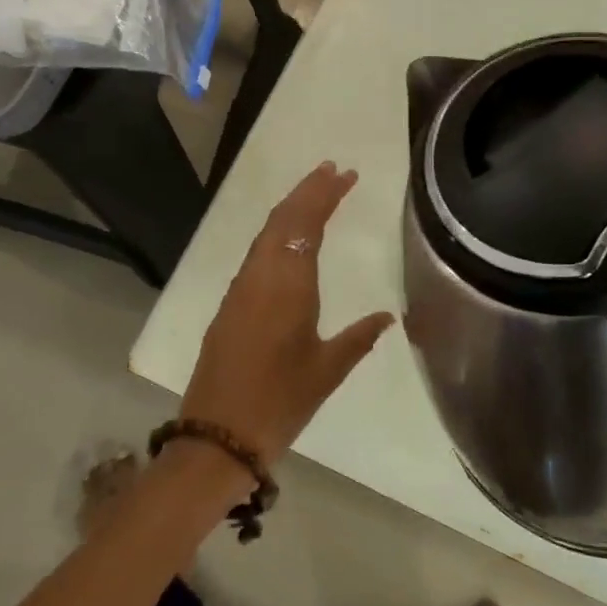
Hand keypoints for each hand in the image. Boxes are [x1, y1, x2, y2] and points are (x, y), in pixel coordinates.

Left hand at [179, 162, 393, 462]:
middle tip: (333, 170)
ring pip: (265, 234)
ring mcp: (240, 289)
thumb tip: (388, 315)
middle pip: (282, 219)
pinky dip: (276, 233)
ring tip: (315, 192)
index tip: (346, 174)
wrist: (218, 435)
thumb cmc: (280, 402)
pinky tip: (288, 239)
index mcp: (288, 286)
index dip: (325, 195)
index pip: (306, 224)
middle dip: (308, 190)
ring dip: (290, 208)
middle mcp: (260, 277)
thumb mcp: (327, 371)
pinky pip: (256, 254)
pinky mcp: (230, 305)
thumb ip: (359, 338)